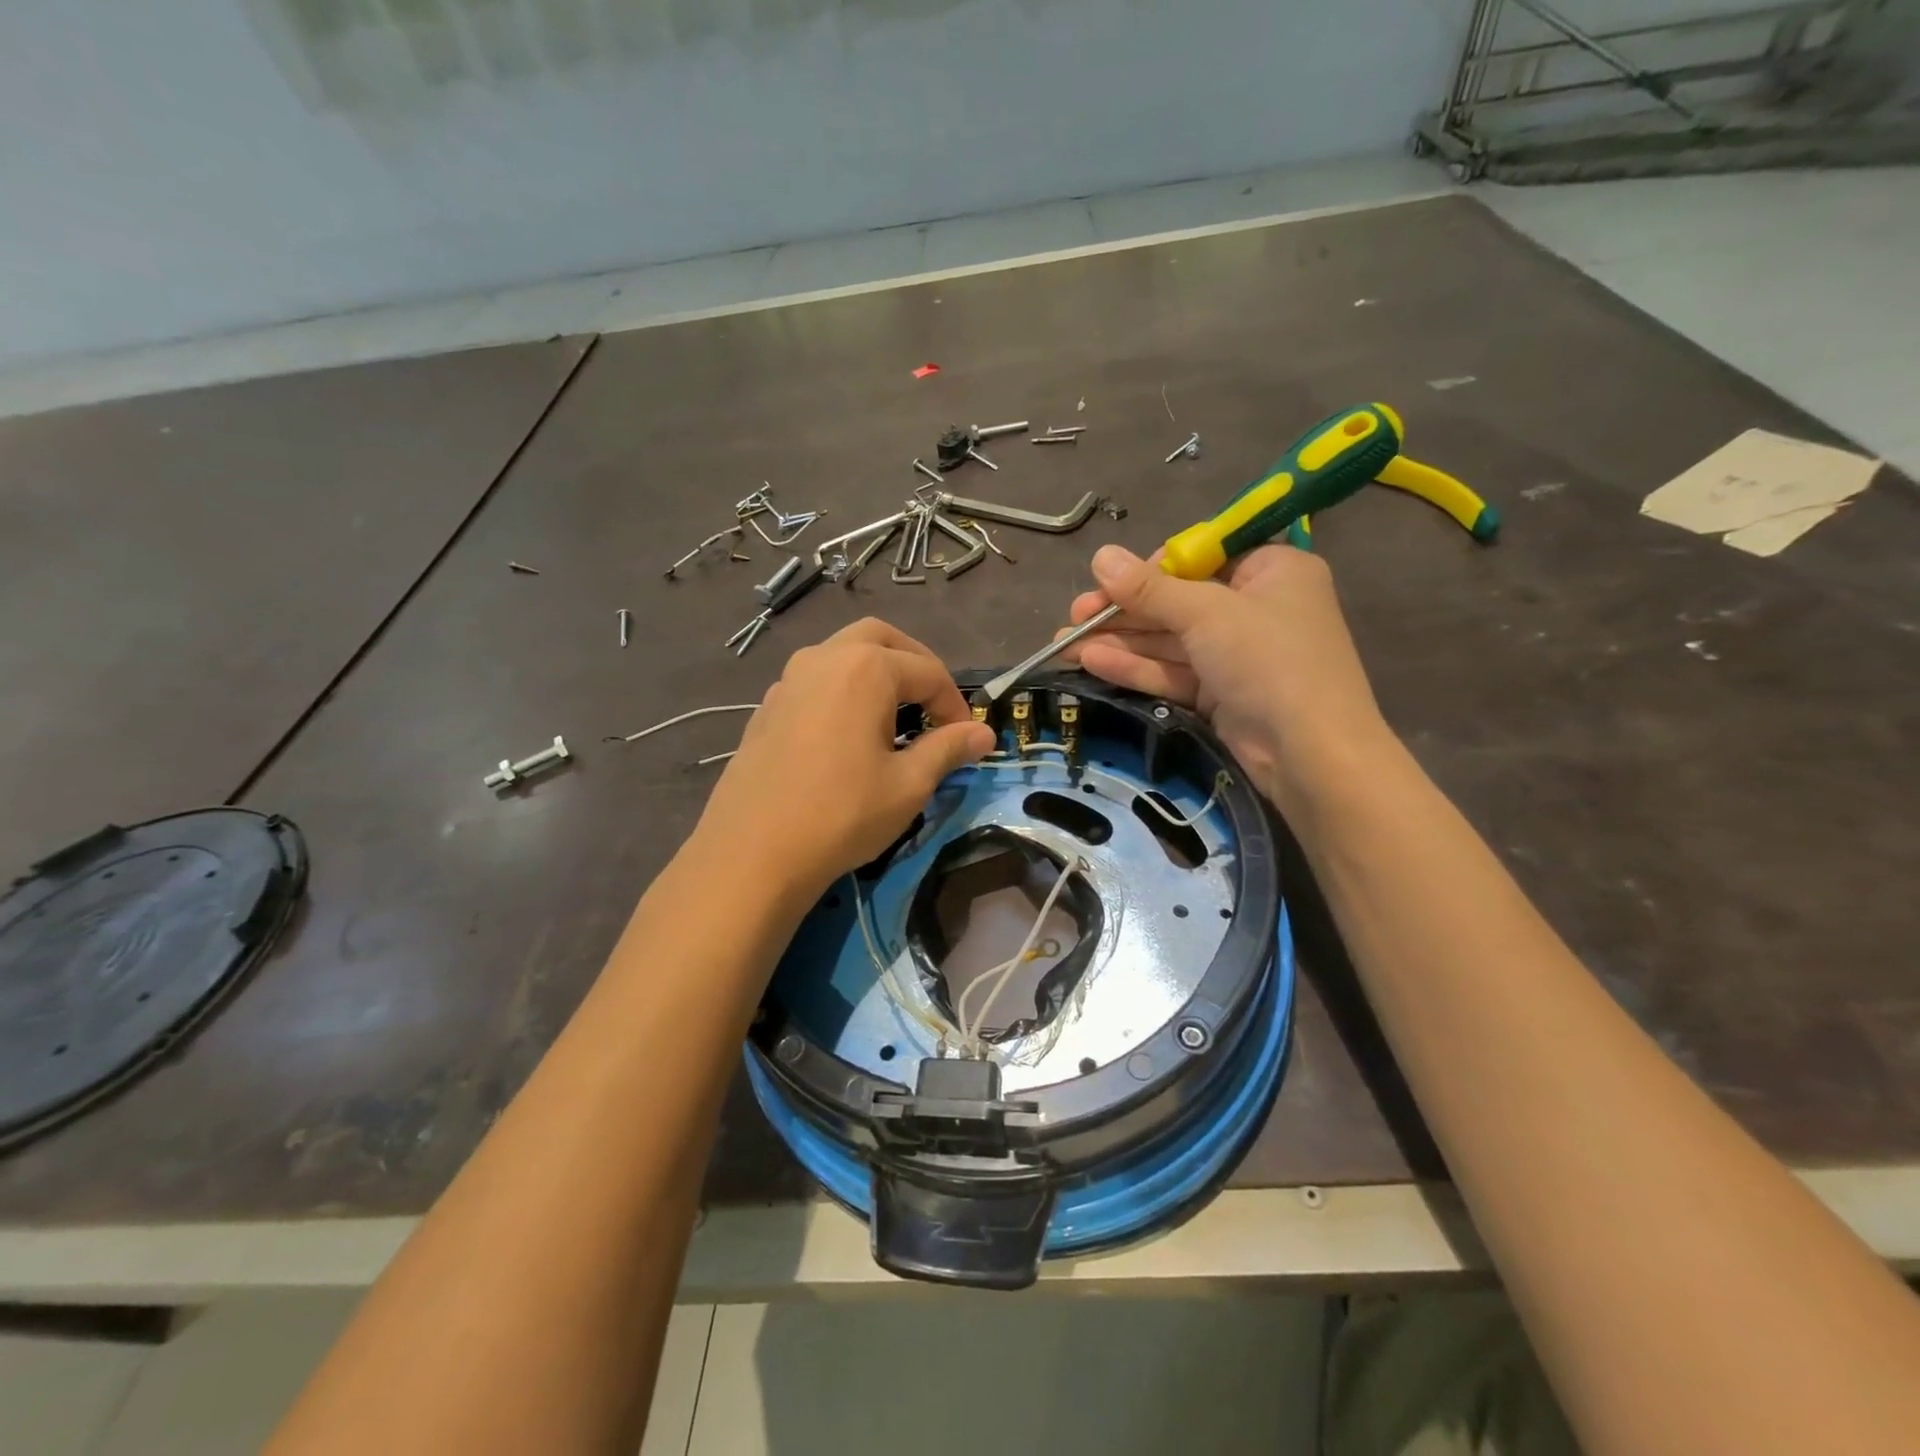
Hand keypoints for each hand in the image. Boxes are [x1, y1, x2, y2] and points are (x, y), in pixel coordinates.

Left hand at [694, 619, 994, 907]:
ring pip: (842, 654)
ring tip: (893, 718)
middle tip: (932, 706)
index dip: (955, 705)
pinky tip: (847, 735)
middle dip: (914, 665)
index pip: (928, 672)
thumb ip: (948, 749)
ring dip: (875, 673)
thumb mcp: (908, 785)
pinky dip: (842, 691)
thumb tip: (984, 734)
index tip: (966, 740)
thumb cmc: (842, 814)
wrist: (752, 852)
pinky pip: (815, 681)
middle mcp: (824, 658)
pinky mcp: (768, 707)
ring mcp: (788, 679)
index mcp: (865, 668)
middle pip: (881, 640)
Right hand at [1057, 544, 1387, 800]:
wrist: (1309, 755)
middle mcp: (1256, 608)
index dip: (1150, 569)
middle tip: (1074, 617)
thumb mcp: (1206, 614)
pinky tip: (1091, 663)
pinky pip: (1174, 672)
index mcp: (1271, 571)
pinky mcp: (1222, 694)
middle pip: (1178, 602)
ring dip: (1120, 642)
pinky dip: (1136, 668)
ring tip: (1064, 644)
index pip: (1200, 558)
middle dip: (1123, 611)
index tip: (1108, 581)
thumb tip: (1099, 555)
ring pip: (1170, 641)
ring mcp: (1238, 655)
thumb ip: (1150, 588)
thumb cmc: (1268, 660)